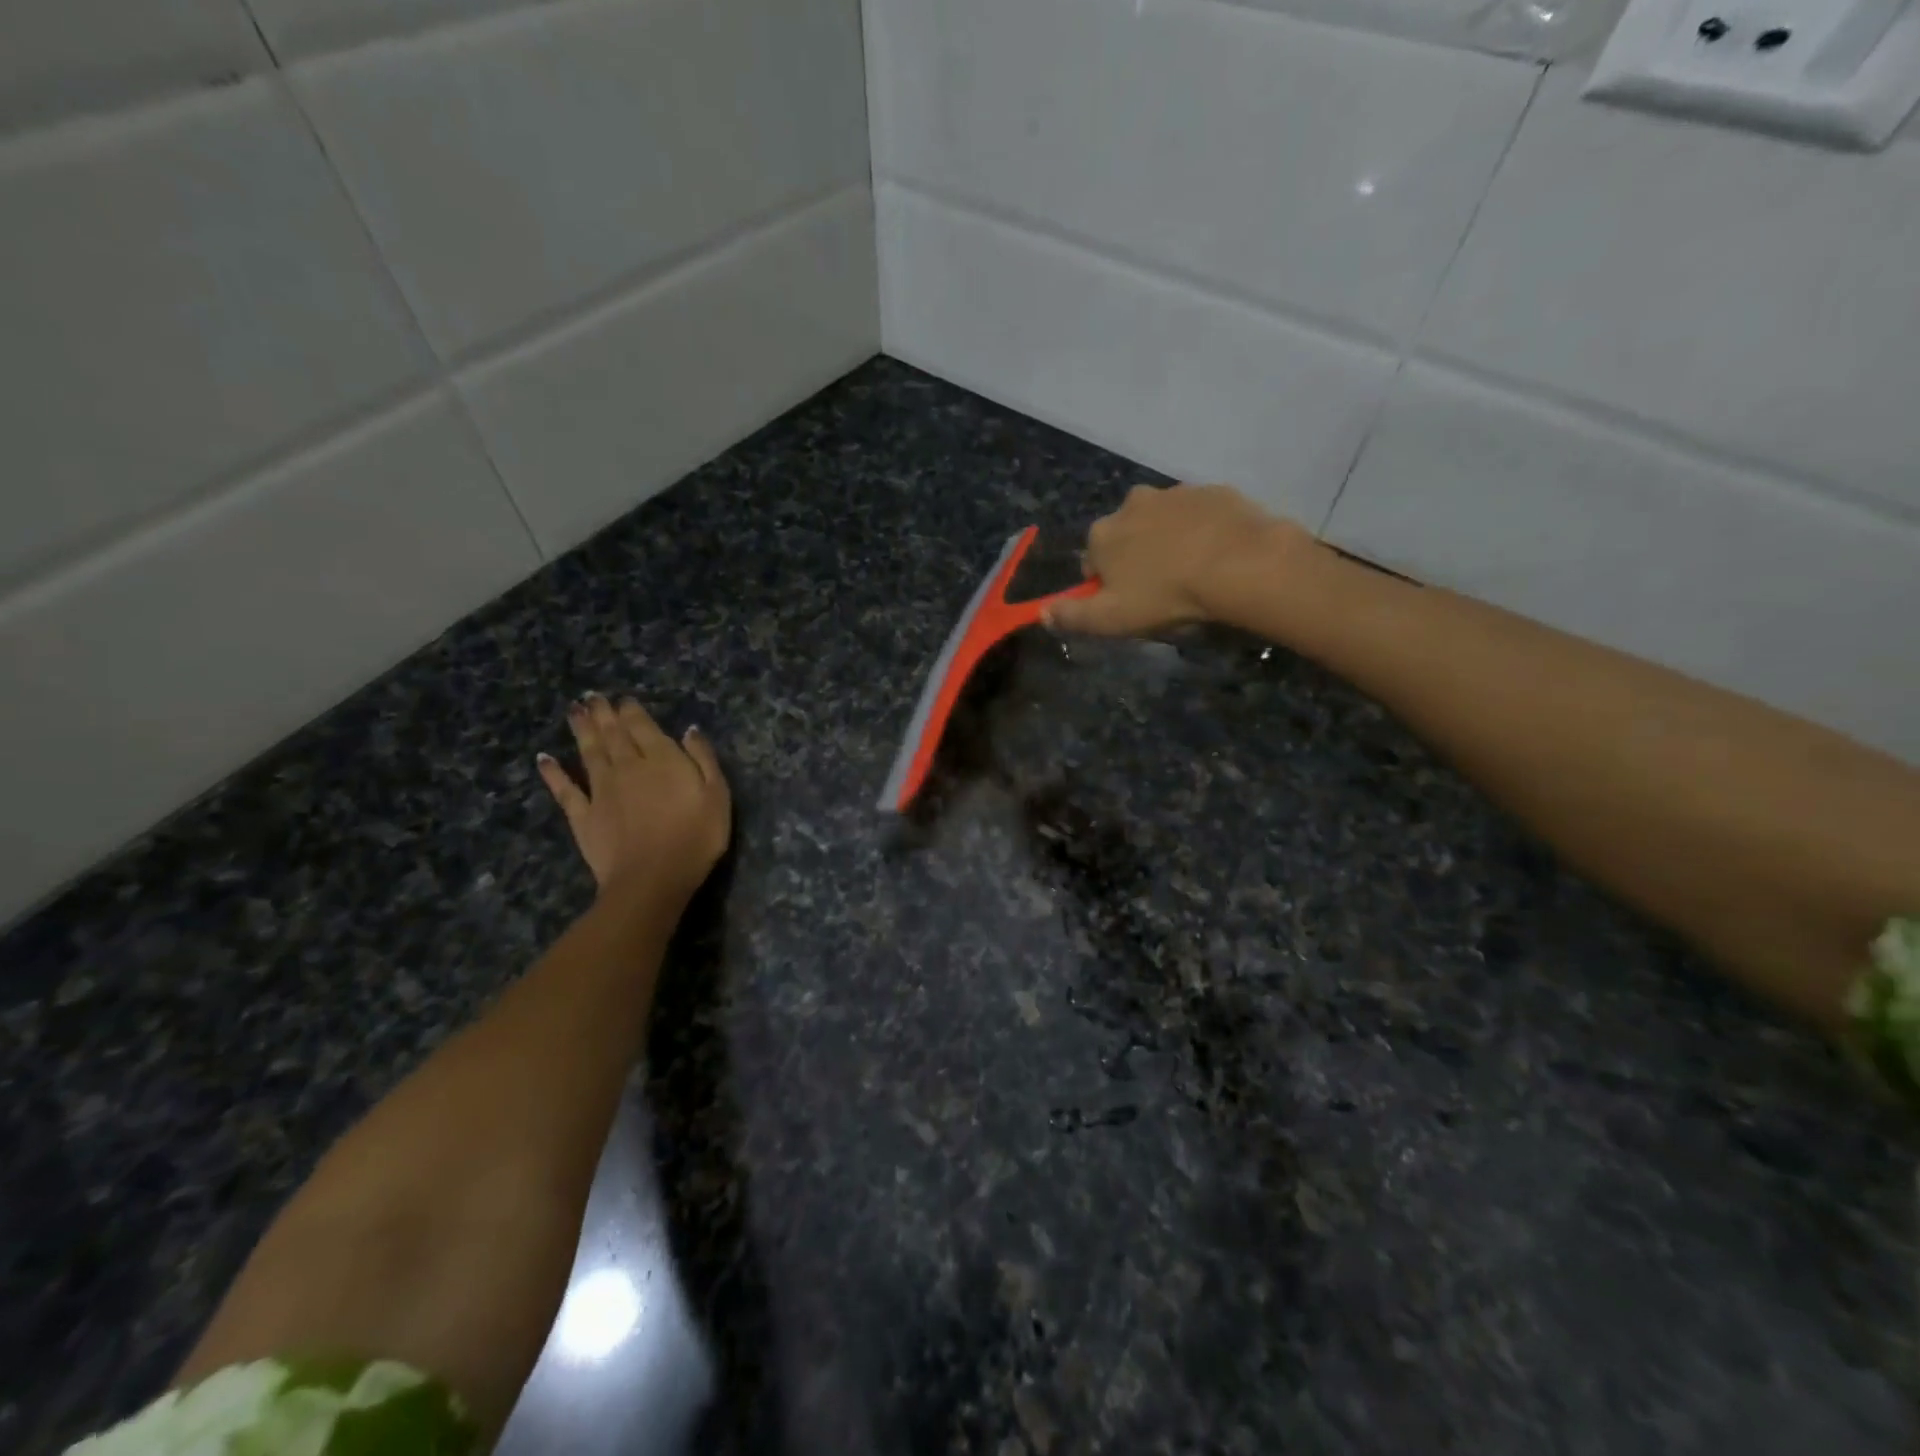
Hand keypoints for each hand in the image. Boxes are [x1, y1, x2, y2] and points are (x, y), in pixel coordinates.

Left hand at [538, 694, 730, 909]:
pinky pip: (565, 789)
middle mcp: (627, 767)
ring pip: (589, 753)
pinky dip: (553, 773)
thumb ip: (703, 759)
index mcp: (661, 760)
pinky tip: (544, 759)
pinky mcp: (583, 816)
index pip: (643, 727)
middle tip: (592, 696)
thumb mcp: (717, 795)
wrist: (652, 879)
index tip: (623, 699)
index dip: (632, 711)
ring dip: (581, 730)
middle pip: (612, 734)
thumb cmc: (695, 837)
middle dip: (603, 713)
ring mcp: (601, 791)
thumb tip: (689, 730)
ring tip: (574, 710)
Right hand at [1044, 484, 1319, 636]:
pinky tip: (1218, 558)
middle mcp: (1132, 503)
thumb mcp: (1111, 620)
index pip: (1092, 563)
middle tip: (1163, 591)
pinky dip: (1203, 532)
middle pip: (1127, 537)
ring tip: (1195, 575)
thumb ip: (1071, 616)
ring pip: (1163, 524)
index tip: (1130, 605)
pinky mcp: (1214, 491)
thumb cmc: (1166, 596)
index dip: (1108, 586)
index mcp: (1102, 534)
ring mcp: (1175, 493)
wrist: (1240, 565)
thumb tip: (1042, 612)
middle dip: (1138, 559)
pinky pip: (1200, 516)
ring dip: (1170, 543)